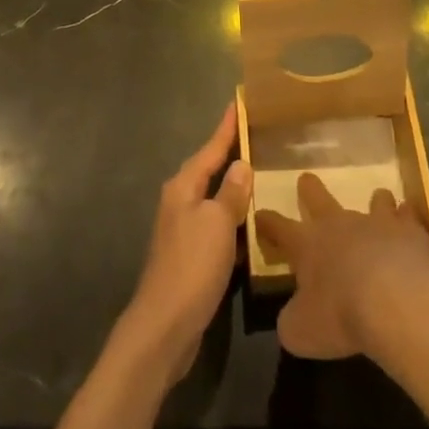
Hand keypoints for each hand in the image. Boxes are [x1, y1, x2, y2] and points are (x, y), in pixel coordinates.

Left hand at [119, 102, 251, 380]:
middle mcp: (180, 202)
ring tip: (263, 175)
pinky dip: (235, 221)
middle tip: (259, 136)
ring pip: (215, 199)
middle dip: (231, 154)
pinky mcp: (192, 257)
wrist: (165, 326)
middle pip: (210, 170)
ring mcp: (184, 230)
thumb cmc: (192, 266)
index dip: (227, 127)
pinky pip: (218, 226)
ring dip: (235, 189)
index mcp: (184, 187)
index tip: (240, 102)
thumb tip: (240, 165)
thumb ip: (230, 193)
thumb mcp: (217, 223)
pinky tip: (254, 224)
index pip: (210, 148)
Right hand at [254, 173, 428, 360]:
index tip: (259, 215)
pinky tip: (410, 227)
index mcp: (307, 244)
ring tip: (378, 201)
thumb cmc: (340, 316)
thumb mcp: (301, 332)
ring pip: (373, 200)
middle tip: (306, 179)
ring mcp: (376, 222)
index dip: (267, 222)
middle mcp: (338, 224)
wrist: (396, 303)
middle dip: (309, 188)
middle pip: (318, 197)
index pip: (278, 227)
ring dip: (374, 202)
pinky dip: (407, 220)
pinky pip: (407, 217)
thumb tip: (292, 317)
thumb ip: (292, 320)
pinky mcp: (408, 231)